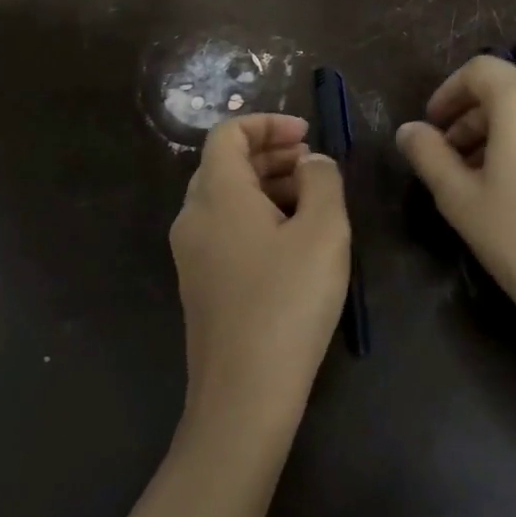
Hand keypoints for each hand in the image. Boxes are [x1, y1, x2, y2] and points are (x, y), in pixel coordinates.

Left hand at [170, 114, 351, 436]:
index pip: (228, 133)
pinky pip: (224, 229)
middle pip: (225, 164)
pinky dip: (256, 217)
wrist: (244, 393)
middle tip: (314, 164)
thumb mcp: (324, 231)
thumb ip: (322, 180)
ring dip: (266, 186)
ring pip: (226, 198)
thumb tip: (310, 163)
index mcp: (216, 193)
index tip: (306, 135)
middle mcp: (193, 216)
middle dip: (271, 154)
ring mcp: (191, 253)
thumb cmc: (288, 302)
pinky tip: (292, 242)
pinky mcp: (199, 283)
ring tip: (312, 202)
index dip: (267, 124)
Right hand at [396, 57, 515, 370]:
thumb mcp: (459, 198)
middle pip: (508, 91)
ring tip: (478, 177)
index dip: (449, 93)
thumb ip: (429, 155)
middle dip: (472, 118)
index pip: (480, 71)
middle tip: (448, 158)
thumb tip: (408, 131)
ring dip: (500, 133)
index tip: (432, 126)